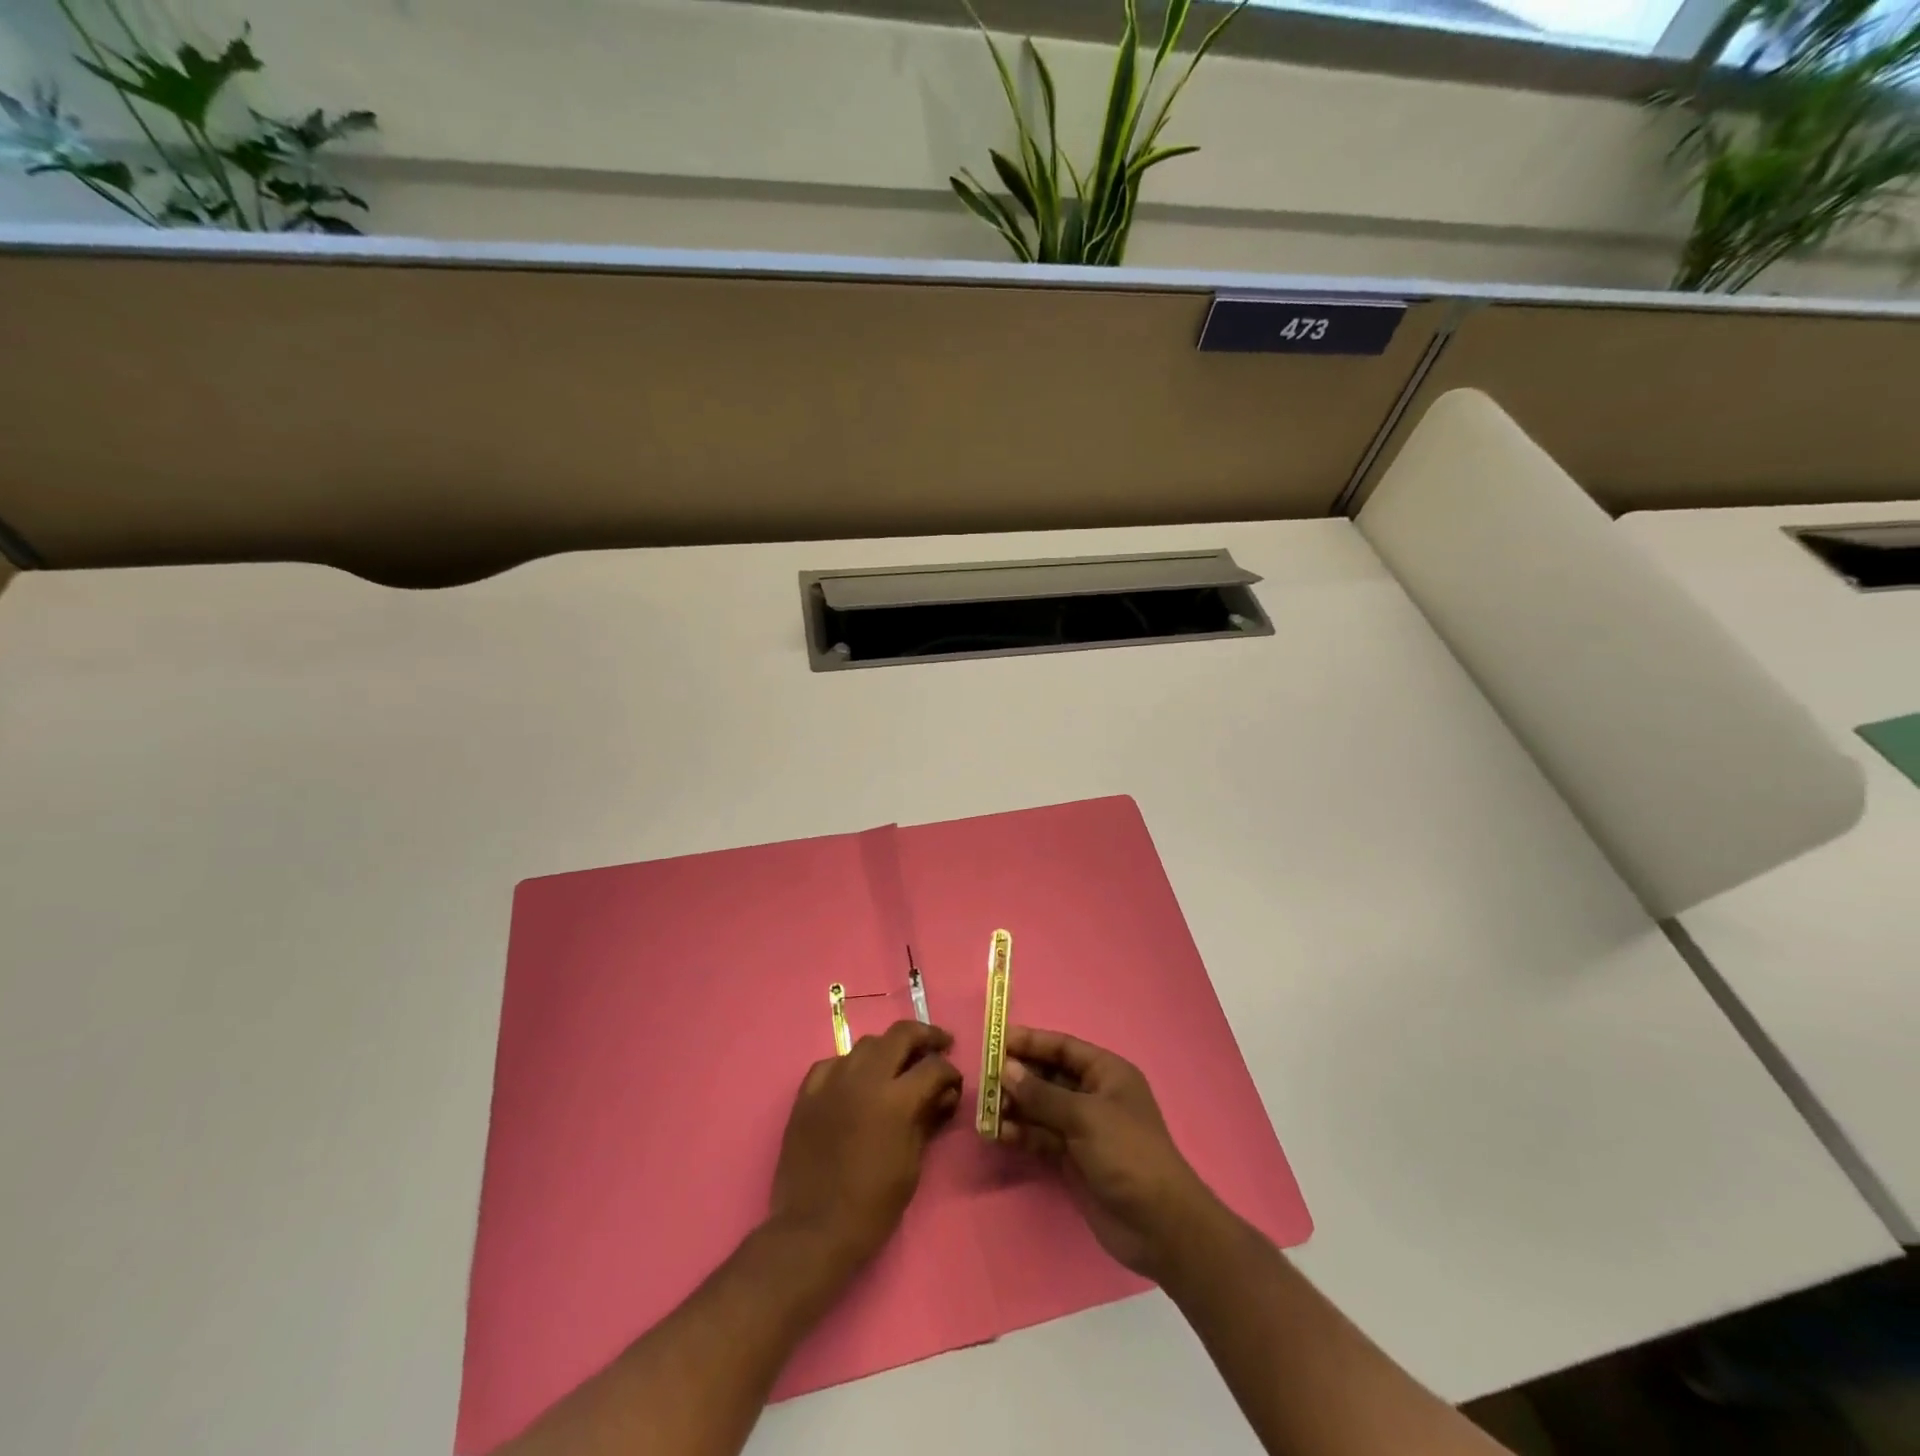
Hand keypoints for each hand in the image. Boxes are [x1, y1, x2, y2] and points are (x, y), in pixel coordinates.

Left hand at [770, 1020, 962, 1274]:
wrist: (813, 1230)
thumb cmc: (872, 1206)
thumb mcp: (912, 1165)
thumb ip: (928, 1119)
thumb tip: (945, 1094)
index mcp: (895, 1100)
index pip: (933, 1066)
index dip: (950, 1071)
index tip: (954, 1083)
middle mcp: (864, 1078)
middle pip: (901, 1035)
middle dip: (926, 1036)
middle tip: (940, 1044)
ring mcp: (832, 1081)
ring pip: (867, 1043)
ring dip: (888, 1049)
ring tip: (898, 1063)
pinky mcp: (808, 1092)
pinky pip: (834, 1062)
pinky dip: (851, 1065)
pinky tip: (856, 1080)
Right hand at [997, 1025, 1226, 1282]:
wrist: (1159, 1225)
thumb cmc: (1127, 1153)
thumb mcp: (1085, 1117)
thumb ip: (1042, 1093)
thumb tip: (1006, 1069)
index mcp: (1106, 1073)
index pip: (1063, 1048)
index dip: (1032, 1042)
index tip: (997, 1041)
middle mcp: (1094, 1095)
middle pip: (1049, 1076)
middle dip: (1019, 1077)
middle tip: (986, 1081)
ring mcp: (1083, 1129)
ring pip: (1042, 1108)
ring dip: (1016, 1107)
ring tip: (988, 1111)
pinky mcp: (1074, 1159)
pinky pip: (1042, 1137)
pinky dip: (1023, 1134)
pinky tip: (1000, 1134)